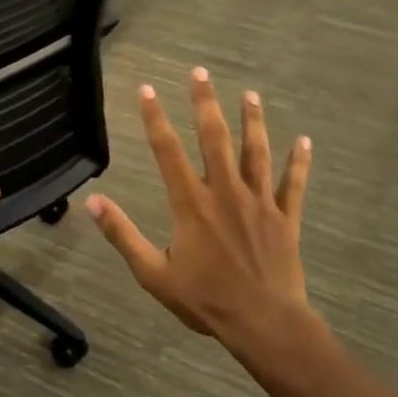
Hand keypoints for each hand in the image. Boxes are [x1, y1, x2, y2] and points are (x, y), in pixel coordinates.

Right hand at [86, 69, 329, 374]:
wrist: (263, 323)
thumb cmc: (204, 300)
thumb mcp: (152, 273)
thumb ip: (122, 235)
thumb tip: (93, 202)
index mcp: (190, 204)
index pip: (167, 150)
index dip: (154, 117)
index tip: (146, 89)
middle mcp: (225, 192)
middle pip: (214, 138)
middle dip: (205, 103)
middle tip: (201, 73)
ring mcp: (259, 203)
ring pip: (256, 152)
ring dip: (253, 121)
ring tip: (250, 94)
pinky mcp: (285, 218)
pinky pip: (294, 184)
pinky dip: (299, 162)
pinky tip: (304, 141)